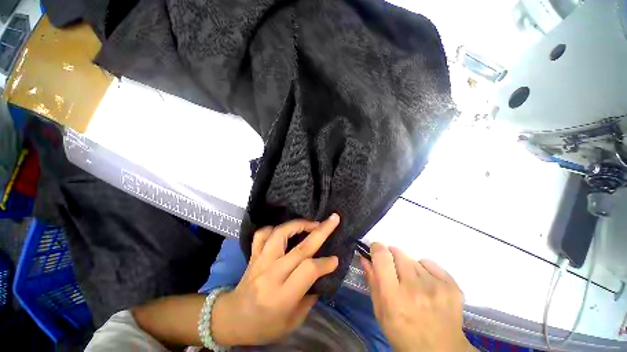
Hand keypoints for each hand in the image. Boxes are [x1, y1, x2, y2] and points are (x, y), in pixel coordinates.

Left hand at [211, 214, 339, 345]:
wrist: (232, 319)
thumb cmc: (264, 326)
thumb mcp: (292, 321)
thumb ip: (309, 296)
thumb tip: (321, 273)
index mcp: (282, 295)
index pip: (308, 270)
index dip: (325, 263)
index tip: (335, 259)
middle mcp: (271, 274)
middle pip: (300, 248)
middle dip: (321, 231)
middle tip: (334, 220)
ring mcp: (260, 260)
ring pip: (280, 233)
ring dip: (299, 224)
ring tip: (312, 223)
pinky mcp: (254, 254)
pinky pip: (262, 234)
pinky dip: (275, 227)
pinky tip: (285, 229)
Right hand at [361, 243, 474, 351]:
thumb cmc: (403, 334)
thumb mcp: (380, 312)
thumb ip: (372, 281)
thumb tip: (365, 257)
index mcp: (394, 297)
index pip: (382, 257)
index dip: (376, 248)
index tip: (375, 251)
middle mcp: (415, 288)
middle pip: (397, 253)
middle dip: (391, 257)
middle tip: (393, 271)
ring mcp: (436, 286)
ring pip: (413, 259)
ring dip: (407, 266)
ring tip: (412, 284)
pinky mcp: (451, 286)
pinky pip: (429, 264)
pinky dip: (424, 269)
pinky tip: (426, 285)